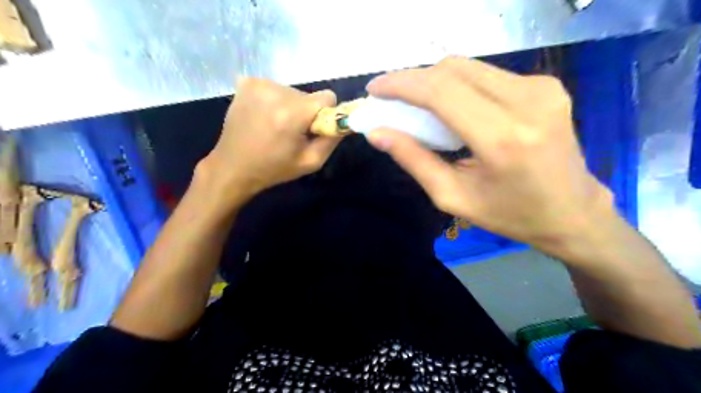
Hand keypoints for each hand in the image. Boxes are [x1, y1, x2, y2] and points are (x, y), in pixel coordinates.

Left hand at [197, 77, 342, 207]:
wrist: (233, 167)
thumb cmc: (274, 168)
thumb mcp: (311, 162)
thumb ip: (333, 139)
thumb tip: (346, 120)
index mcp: (292, 113)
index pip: (327, 97)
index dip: (325, 114)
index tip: (313, 129)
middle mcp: (275, 92)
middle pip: (308, 95)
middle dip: (306, 112)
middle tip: (291, 133)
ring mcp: (258, 84)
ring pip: (292, 91)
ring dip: (290, 107)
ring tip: (275, 127)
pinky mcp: (246, 83)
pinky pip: (275, 88)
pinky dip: (274, 101)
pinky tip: (263, 117)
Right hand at [365, 56, 614, 256]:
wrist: (573, 212)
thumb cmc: (509, 214)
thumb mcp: (452, 196)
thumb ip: (413, 160)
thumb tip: (377, 133)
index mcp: (502, 138)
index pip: (441, 91)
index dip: (401, 84)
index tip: (375, 89)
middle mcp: (526, 101)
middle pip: (453, 70)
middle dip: (414, 80)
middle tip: (392, 99)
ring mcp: (541, 88)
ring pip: (469, 68)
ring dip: (435, 82)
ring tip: (417, 105)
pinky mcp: (545, 85)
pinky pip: (487, 75)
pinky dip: (459, 86)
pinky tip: (452, 108)